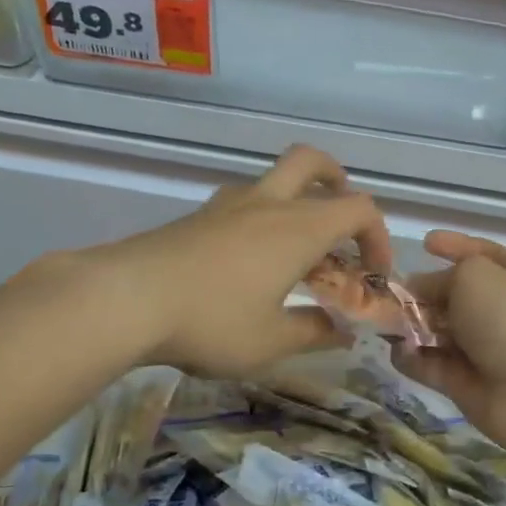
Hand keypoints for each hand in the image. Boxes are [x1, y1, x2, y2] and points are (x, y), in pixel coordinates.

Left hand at [56, 145, 389, 377]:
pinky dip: (261, 217)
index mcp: (298, 228)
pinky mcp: (198, 216)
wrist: (127, 298)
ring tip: (293, 249)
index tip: (373, 274)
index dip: (378, 237)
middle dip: (336, 181)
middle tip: (338, 219)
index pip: (359, 208)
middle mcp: (269, 204)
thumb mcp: (270, 341)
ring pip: (274, 180)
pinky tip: (247, 260)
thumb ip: (314, 333)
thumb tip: (341, 331)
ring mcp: (228, 204)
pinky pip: (243, 201)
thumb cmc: (212, 320)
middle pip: (312, 163)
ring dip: (296, 201)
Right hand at [392, 231, 505, 462]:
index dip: (454, 245)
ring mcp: (481, 348)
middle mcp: (497, 309)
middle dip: (421, 292)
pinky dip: (411, 358)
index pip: (480, 254)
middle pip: (452, 294)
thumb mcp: (473, 276)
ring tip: (384, 322)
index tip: (425, 243)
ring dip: (410, 326)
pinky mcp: (464, 382)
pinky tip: (397, 351)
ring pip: (437, 330)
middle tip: (389, 294)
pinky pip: (430, 364)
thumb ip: (439, 278)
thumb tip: (418, 290)